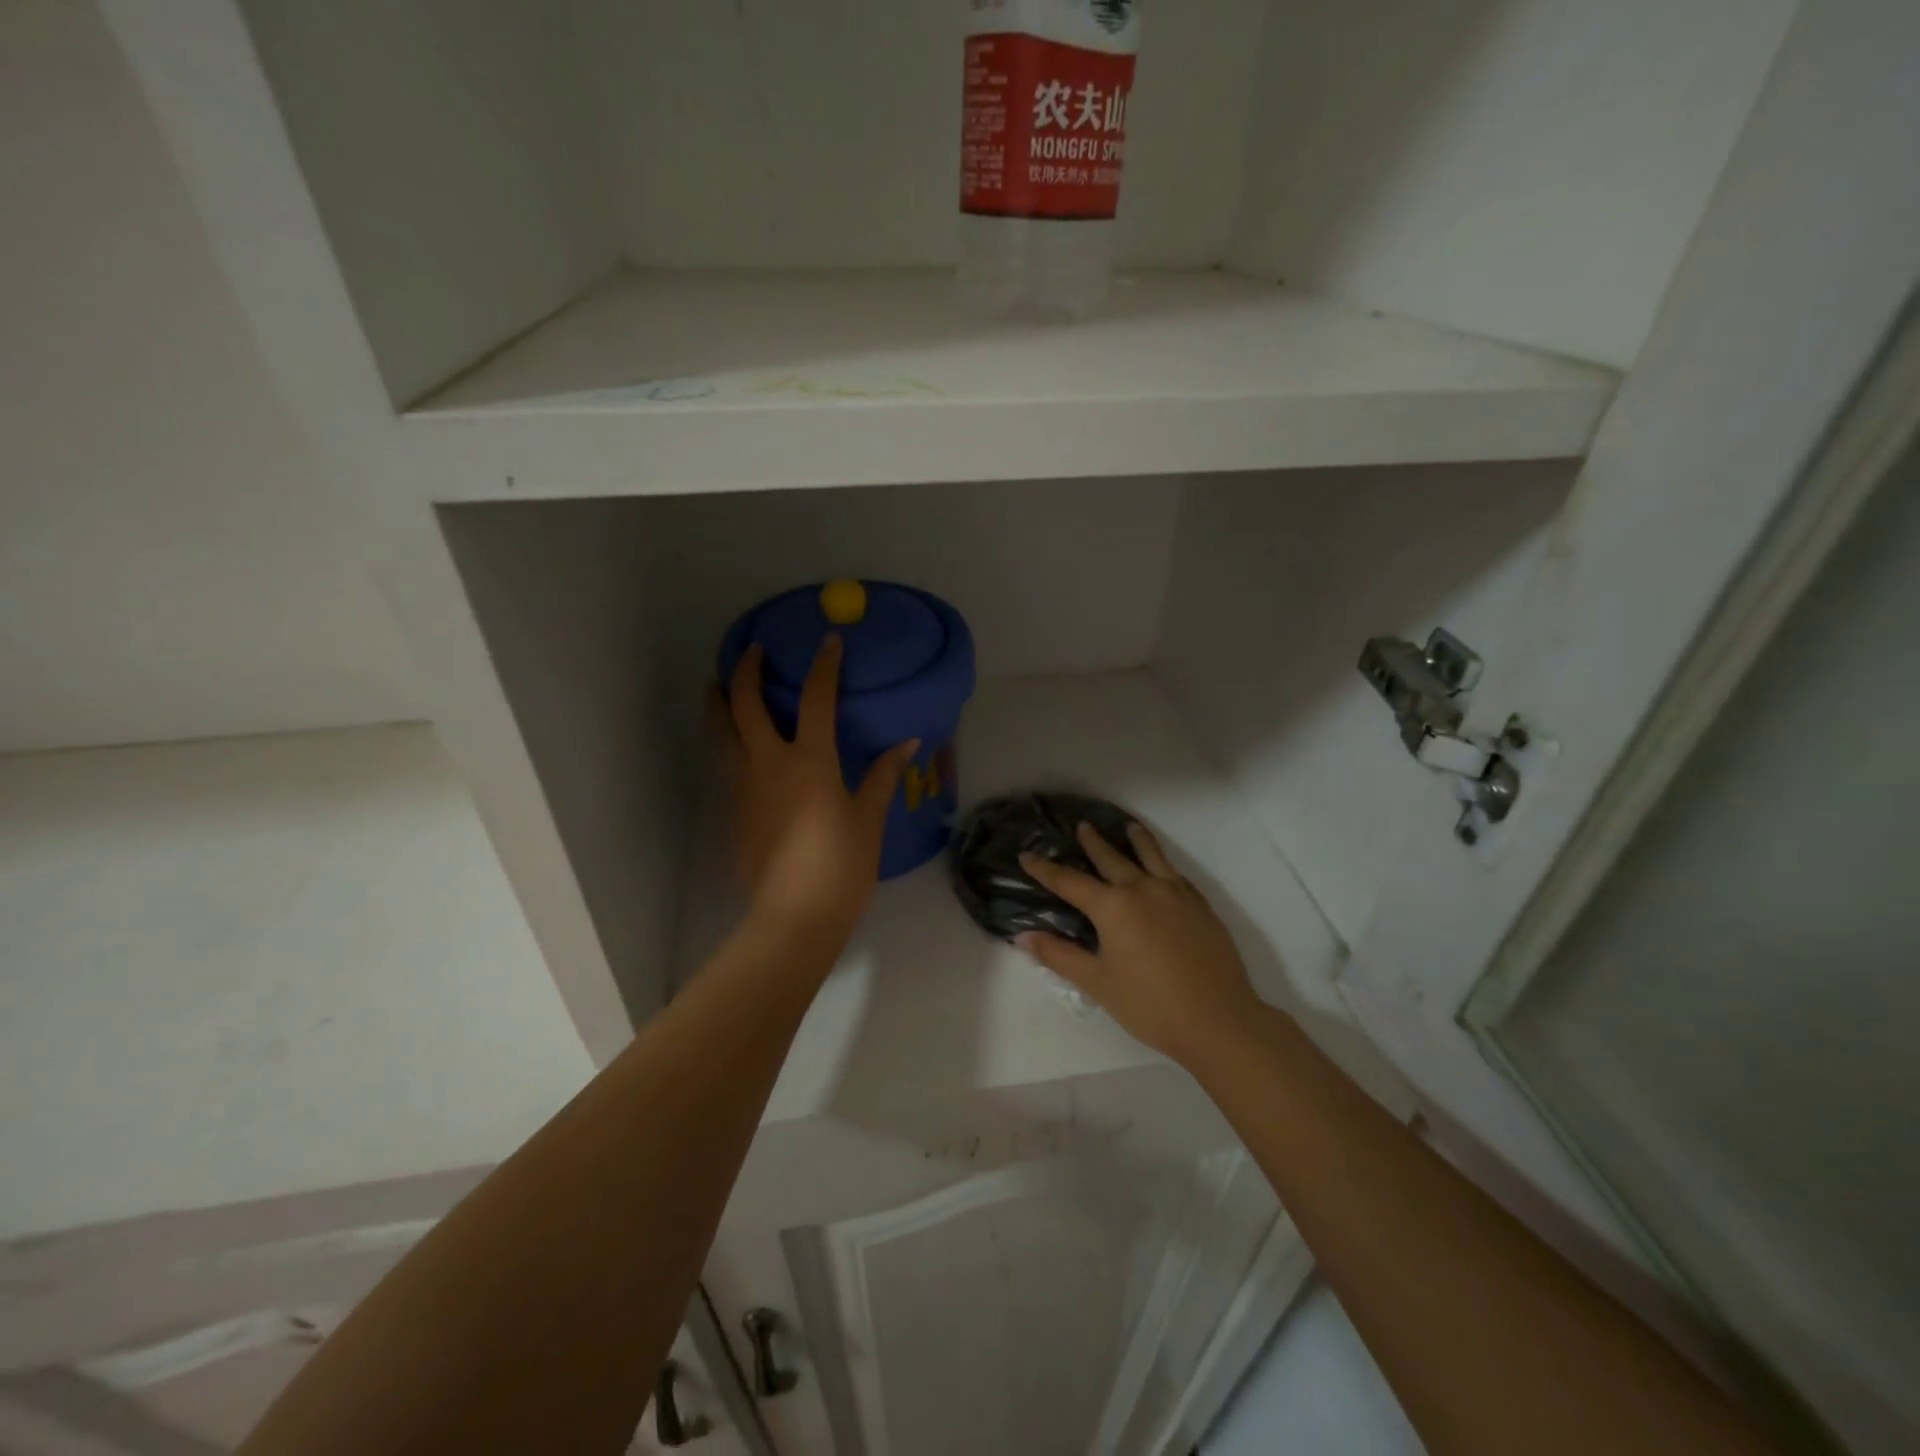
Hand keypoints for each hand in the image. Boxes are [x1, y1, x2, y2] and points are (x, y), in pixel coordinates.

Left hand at [727, 636, 917, 941]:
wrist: (794, 916)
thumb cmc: (841, 865)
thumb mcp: (868, 818)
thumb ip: (882, 775)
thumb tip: (906, 743)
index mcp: (809, 760)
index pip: (815, 698)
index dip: (824, 665)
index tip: (829, 641)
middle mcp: (768, 763)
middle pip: (745, 704)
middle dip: (745, 670)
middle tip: (751, 651)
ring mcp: (745, 787)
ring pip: (722, 732)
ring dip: (721, 702)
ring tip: (720, 686)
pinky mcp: (735, 811)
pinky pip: (728, 763)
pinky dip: (729, 740)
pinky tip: (740, 745)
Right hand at [1018, 822, 1259, 1068]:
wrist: (1218, 1019)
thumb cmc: (1150, 1004)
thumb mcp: (1097, 982)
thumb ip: (1059, 955)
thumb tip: (1023, 936)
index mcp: (1112, 906)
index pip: (1069, 881)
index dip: (1045, 869)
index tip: (1027, 855)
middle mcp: (1142, 889)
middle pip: (1111, 858)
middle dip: (1093, 843)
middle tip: (1082, 826)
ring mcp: (1176, 894)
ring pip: (1151, 856)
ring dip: (1137, 839)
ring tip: (1129, 826)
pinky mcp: (1201, 906)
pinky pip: (1176, 873)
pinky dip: (1163, 863)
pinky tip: (1164, 869)